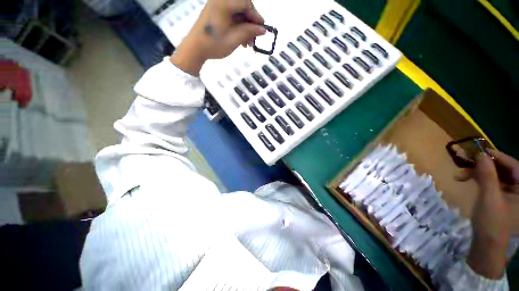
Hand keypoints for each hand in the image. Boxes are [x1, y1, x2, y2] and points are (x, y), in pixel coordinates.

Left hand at [170, 0, 265, 75]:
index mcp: (224, 3)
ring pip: (238, 14)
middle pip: (242, 7)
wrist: (195, 49)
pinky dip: (238, 28)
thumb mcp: (234, 39)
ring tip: (248, 44)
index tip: (262, 29)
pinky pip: (232, 17)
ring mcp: (217, 6)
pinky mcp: (216, 14)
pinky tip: (241, 40)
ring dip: (245, 28)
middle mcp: (220, 0)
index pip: (246, 3)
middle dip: (250, 23)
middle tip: (254, 38)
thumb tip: (263, 29)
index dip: (256, 16)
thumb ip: (249, 32)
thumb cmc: (214, 44)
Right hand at [457, 150, 518, 277]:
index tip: (479, 151)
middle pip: (504, 169)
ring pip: (496, 175)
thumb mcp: (490, 199)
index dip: (497, 157)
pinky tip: (467, 179)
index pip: (514, 166)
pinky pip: (492, 182)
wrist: (487, 247)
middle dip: (484, 165)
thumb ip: (488, 176)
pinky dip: (479, 179)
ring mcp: (511, 193)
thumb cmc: (493, 224)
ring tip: (461, 174)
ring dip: (478, 173)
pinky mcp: (501, 197)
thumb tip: (480, 155)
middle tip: (466, 163)